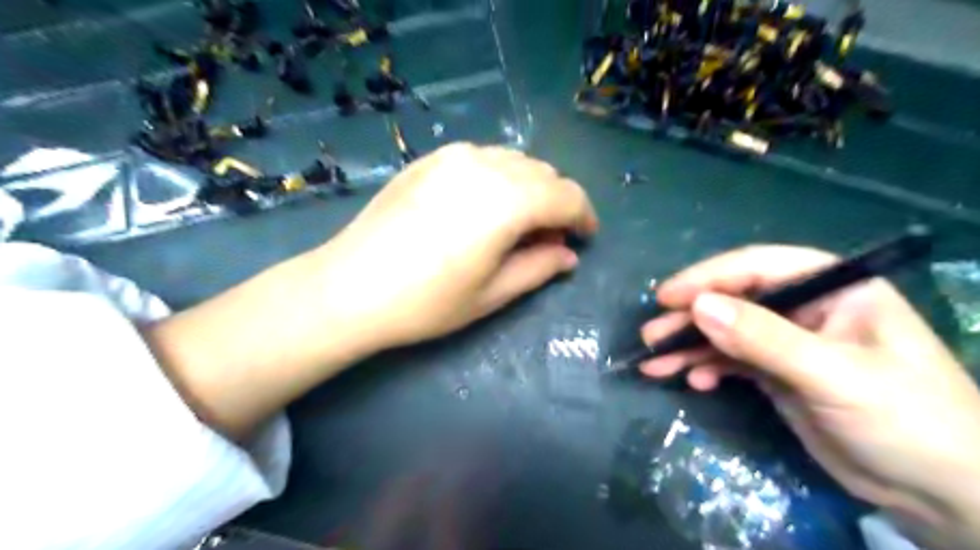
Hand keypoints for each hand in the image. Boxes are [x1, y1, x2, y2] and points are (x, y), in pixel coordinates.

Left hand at [310, 142, 596, 352]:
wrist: (350, 287)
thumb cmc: (427, 302)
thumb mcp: (492, 294)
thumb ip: (539, 267)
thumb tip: (569, 255)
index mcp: (507, 201)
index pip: (567, 196)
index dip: (584, 216)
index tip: (585, 238)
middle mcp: (485, 165)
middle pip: (544, 174)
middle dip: (557, 204)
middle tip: (549, 240)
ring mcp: (454, 156)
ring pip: (515, 161)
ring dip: (530, 188)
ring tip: (518, 223)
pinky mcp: (430, 159)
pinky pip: (483, 158)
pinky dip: (500, 177)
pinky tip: (484, 206)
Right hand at [640, 246, 978, 548]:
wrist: (942, 494)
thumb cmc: (905, 420)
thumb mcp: (833, 374)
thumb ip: (764, 338)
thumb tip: (699, 306)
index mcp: (832, 288)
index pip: (758, 267)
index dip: (708, 278)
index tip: (666, 298)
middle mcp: (806, 308)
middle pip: (735, 300)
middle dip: (690, 318)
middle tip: (651, 336)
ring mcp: (789, 342)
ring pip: (727, 333)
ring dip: (690, 347)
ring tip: (654, 363)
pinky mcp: (778, 373)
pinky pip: (732, 361)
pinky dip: (708, 369)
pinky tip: (693, 382)